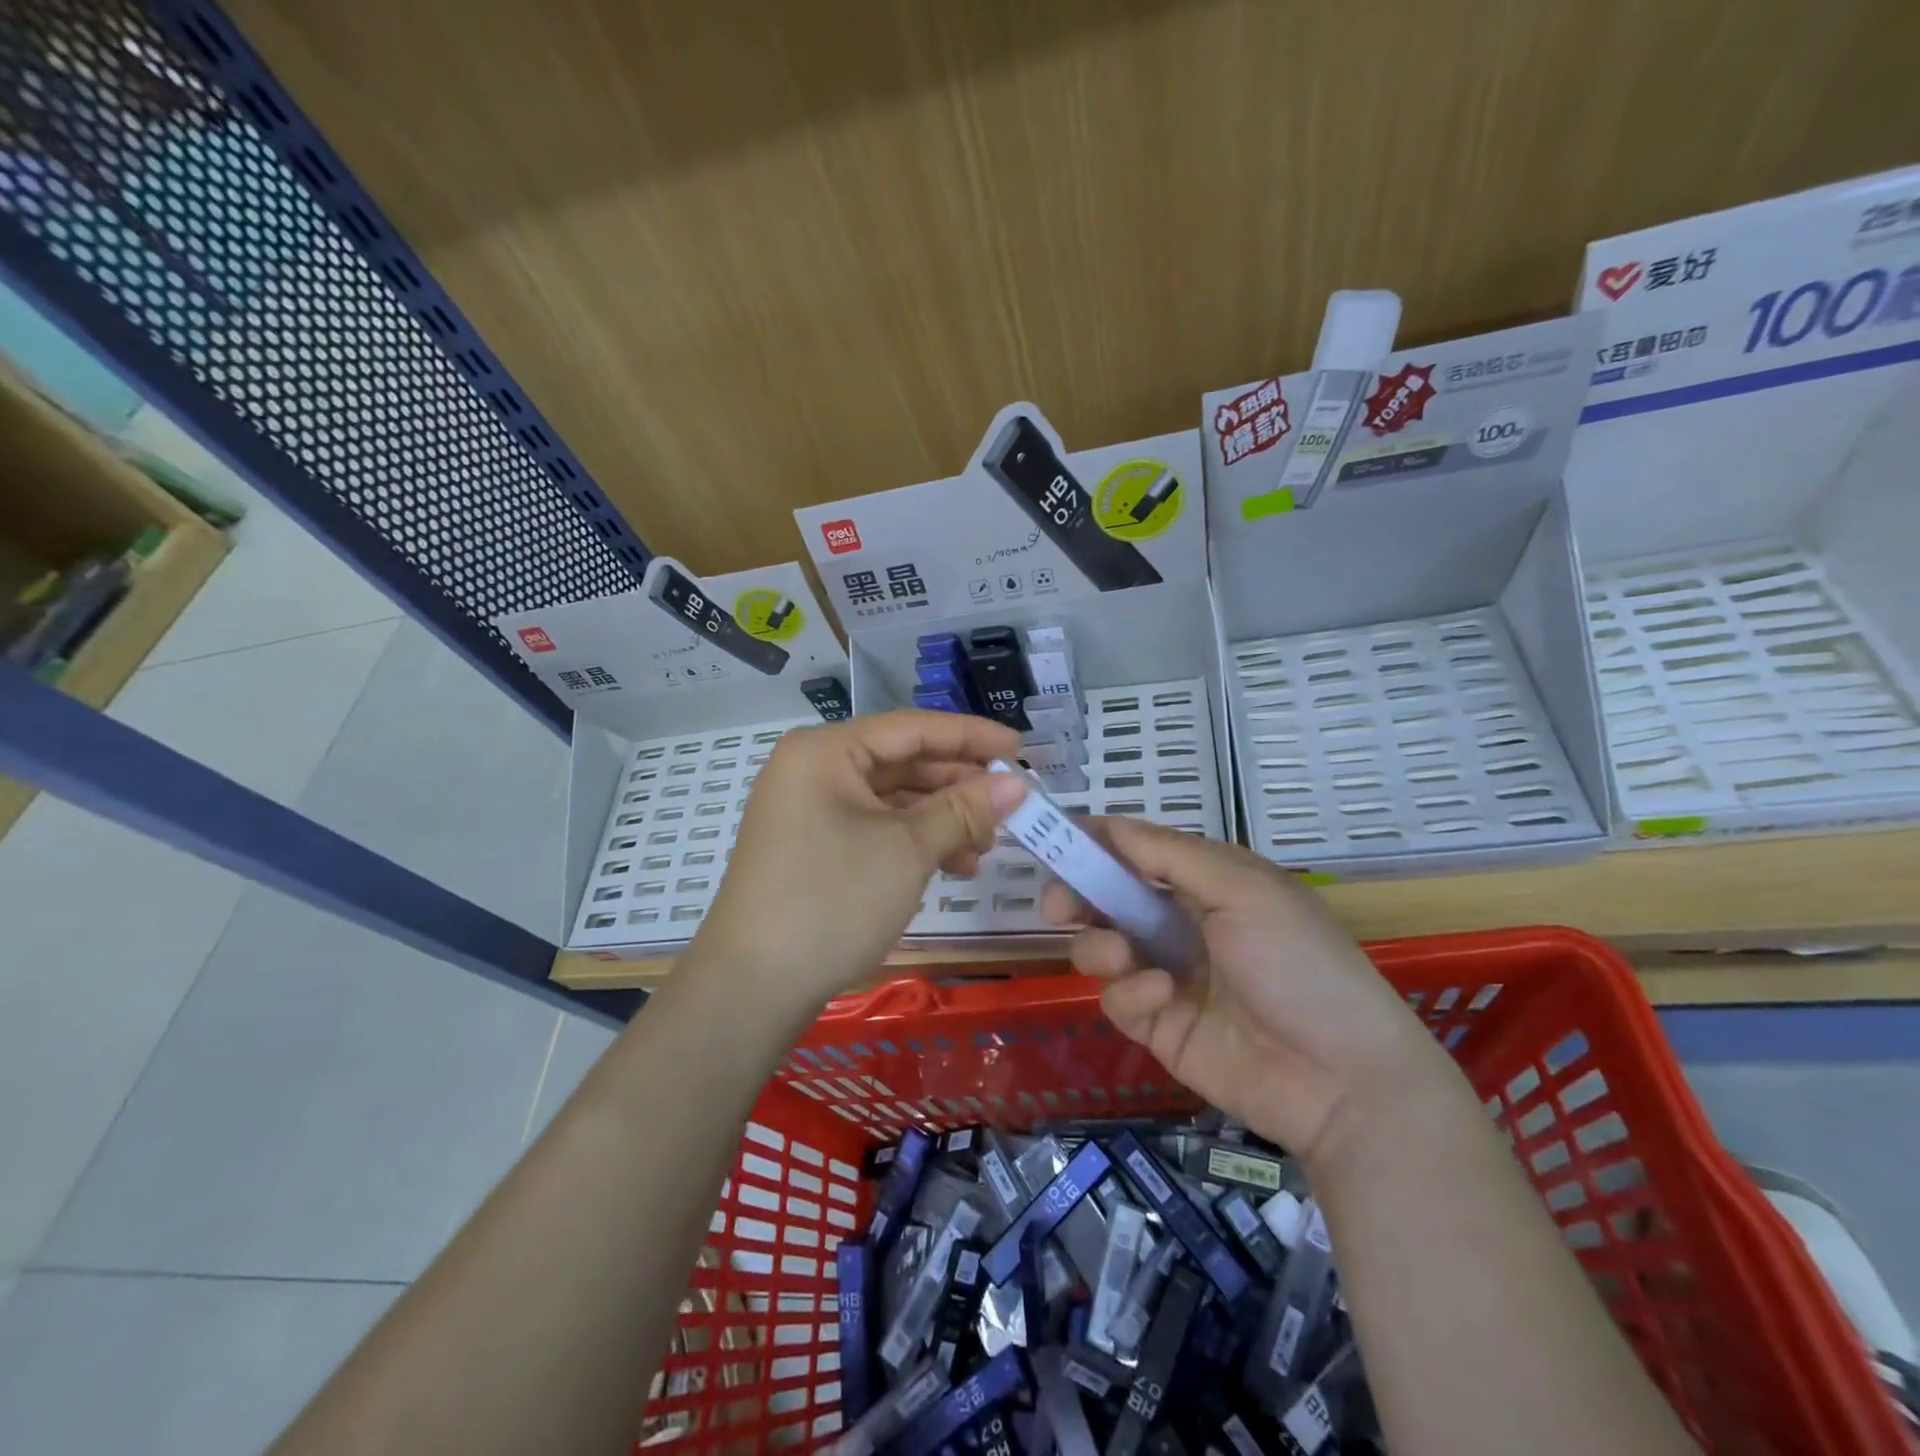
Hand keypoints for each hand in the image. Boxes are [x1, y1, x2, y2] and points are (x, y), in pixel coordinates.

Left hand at [693, 710, 1026, 1011]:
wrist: (751, 988)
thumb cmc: (832, 901)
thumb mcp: (908, 850)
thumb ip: (964, 809)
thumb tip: (1017, 783)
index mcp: (826, 752)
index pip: (912, 728)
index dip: (971, 737)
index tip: (1020, 749)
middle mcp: (814, 770)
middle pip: (902, 763)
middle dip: (958, 786)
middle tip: (1010, 806)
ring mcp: (810, 810)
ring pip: (892, 800)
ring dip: (942, 819)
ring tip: (986, 847)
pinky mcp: (813, 848)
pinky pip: (875, 828)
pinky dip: (915, 842)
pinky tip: (953, 866)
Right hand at [1042, 818, 1449, 1169]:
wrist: (1342, 1078)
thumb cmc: (1298, 963)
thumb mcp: (1243, 890)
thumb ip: (1170, 855)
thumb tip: (1110, 824)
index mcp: (1204, 882)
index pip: (1137, 850)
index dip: (1096, 842)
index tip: (1054, 837)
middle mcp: (1179, 922)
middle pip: (1106, 898)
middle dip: (1076, 895)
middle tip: (1056, 904)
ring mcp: (1165, 974)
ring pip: (1100, 946)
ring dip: (1100, 945)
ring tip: (1121, 957)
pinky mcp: (1156, 1025)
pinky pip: (1116, 998)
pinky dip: (1130, 993)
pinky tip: (1162, 997)